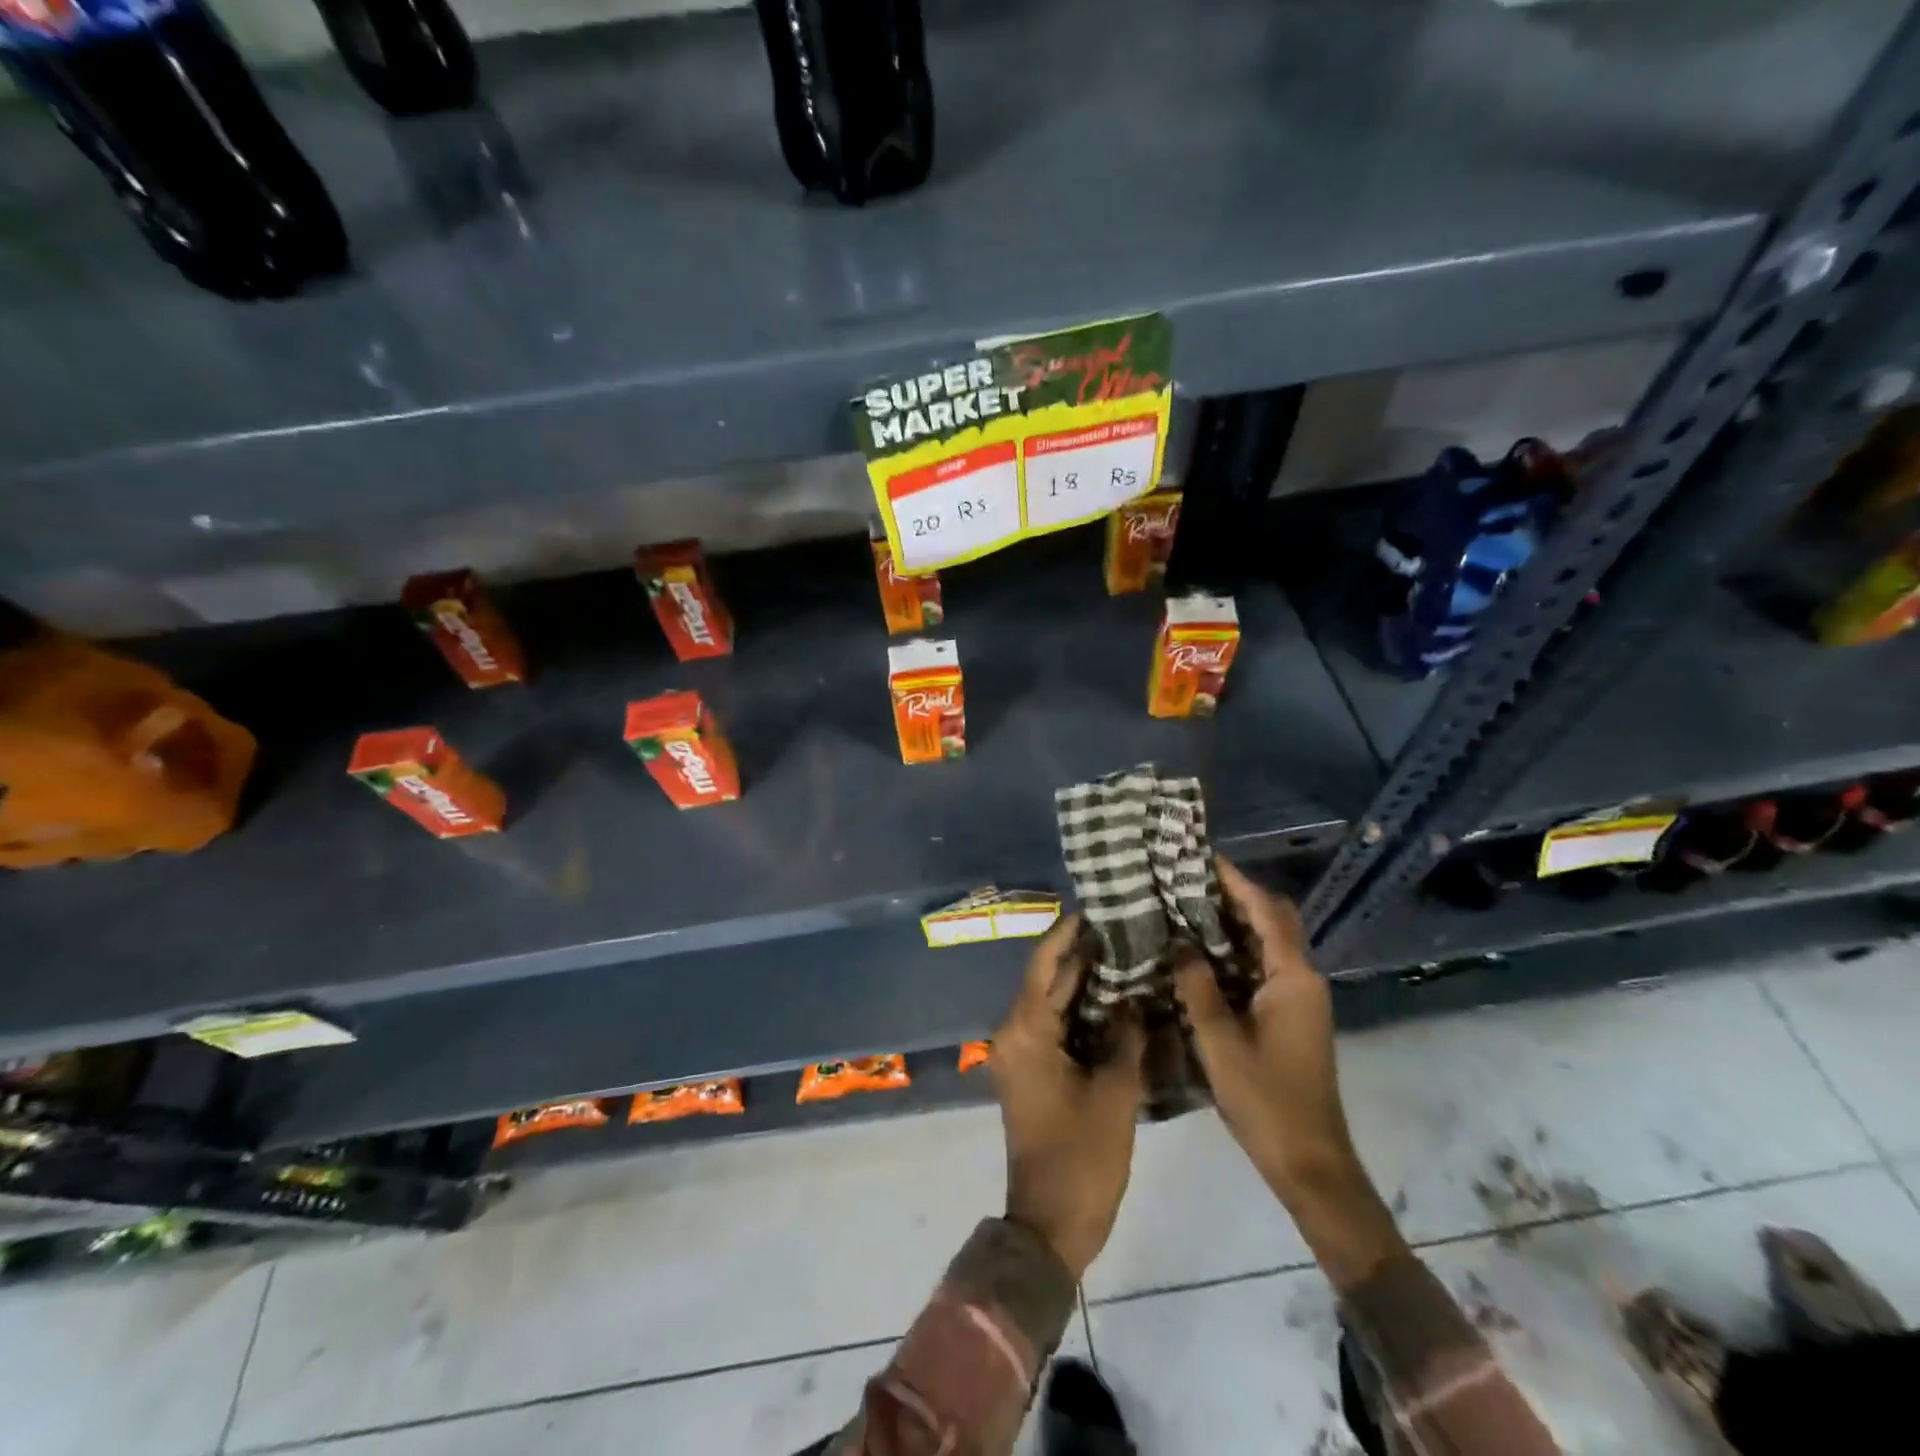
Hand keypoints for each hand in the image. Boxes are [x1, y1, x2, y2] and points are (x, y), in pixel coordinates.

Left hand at [990, 913, 1145, 1279]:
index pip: (1044, 964)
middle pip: (1047, 980)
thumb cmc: (1082, 1156)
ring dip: (1084, 982)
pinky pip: (1055, 1026)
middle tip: (1122, 928)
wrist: (1051, 1223)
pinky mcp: (1032, 1071)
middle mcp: (1015, 1033)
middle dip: (1082, 955)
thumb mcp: (1114, 1092)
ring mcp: (1021, 1054)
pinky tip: (1116, 1000)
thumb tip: (1136, 997)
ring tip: (1125, 954)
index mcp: (1025, 1030)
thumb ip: (1126, 1036)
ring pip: (1053, 1003)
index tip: (1095, 909)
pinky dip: (1081, 1011)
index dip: (1067, 934)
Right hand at [1174, 857, 1405, 1289]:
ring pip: (1268, 943)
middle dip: (1236, 896)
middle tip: (1188, 882)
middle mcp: (1302, 979)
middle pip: (1274, 920)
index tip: (1202, 857)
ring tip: (1187, 907)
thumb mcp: (1220, 1041)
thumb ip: (1197, 986)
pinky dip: (1236, 950)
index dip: (1236, 881)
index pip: (1266, 911)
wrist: (1309, 1161)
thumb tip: (1180, 942)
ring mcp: (1299, 998)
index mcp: (1293, 978)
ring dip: (1234, 922)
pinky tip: (1201, 953)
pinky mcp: (1290, 1015)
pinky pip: (1263, 966)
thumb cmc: (1265, 1099)